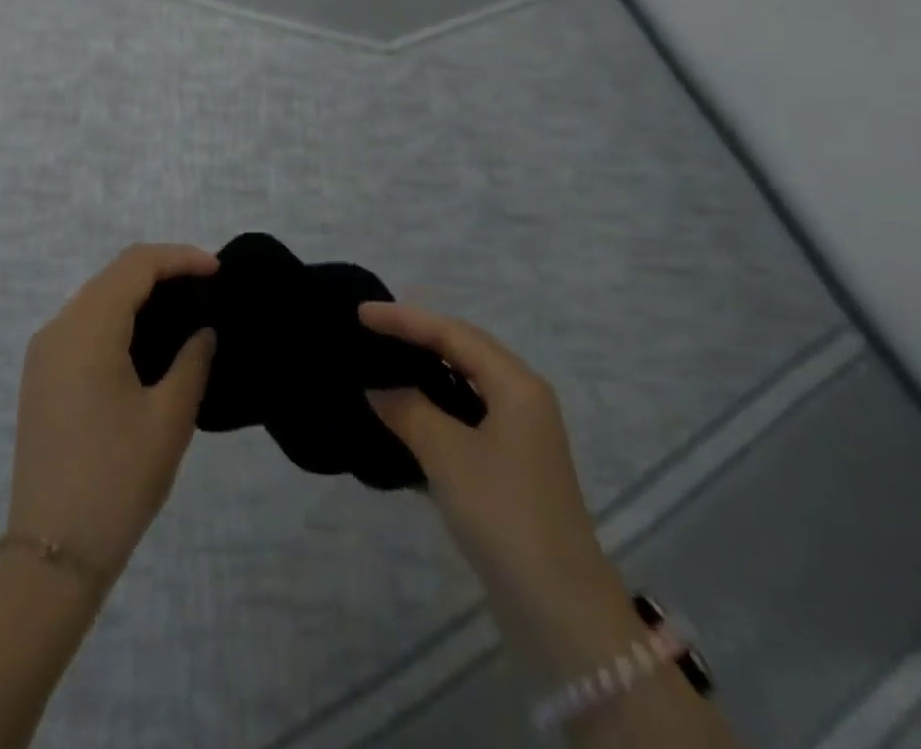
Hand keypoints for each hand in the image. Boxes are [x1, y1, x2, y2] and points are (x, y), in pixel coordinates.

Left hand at [7, 244, 218, 581]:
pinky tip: (146, 340)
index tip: (218, 271)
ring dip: (138, 292)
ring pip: (96, 297)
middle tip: (206, 287)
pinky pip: (83, 324)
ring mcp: (44, 352)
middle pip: (114, 274)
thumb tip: (202, 331)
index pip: (137, 265)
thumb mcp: (169, 418)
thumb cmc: (118, 479)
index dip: (180, 258)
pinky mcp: (41, 376)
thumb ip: (192, 361)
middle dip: (162, 270)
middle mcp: (58, 328)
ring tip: (183, 308)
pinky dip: (117, 316)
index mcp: (87, 329)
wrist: (52, 554)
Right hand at [360, 302, 608, 596]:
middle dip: (418, 335)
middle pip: (464, 349)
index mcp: (516, 384)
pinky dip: (437, 404)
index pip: (452, 334)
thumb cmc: (503, 513)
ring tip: (385, 361)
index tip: (361, 314)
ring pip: (466, 382)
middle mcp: (523, 397)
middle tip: (373, 329)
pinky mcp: (512, 464)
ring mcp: (520, 433)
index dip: (405, 320)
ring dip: (427, 369)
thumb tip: (377, 388)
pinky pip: (467, 413)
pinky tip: (408, 411)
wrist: (558, 607)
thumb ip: (408, 410)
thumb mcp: (447, 454)